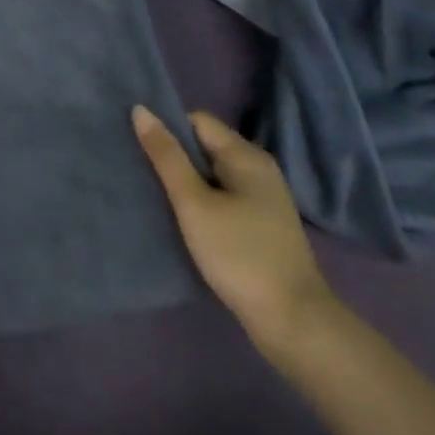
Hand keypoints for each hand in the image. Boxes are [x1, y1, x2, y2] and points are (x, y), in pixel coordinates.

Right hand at [133, 105, 335, 351]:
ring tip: (156, 193)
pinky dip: (202, 200)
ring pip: (213, 174)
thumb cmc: (240, 255)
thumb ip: (166, 156)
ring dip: (186, 180)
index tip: (141, 149)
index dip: (168, 129)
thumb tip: (140, 109)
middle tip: (141, 170)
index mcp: (246, 156)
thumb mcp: (194, 203)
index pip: (197, 120)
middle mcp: (259, 169)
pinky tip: (184, 218)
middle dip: (174, 155)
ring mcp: (264, 199)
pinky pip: (223, 196)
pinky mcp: (262, 225)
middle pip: (206, 145)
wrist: (295, 325)